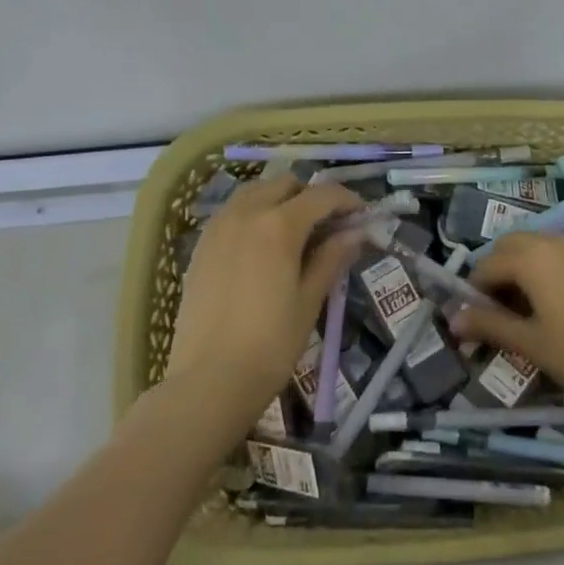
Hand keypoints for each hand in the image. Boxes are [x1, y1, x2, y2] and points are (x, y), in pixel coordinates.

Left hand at [165, 177, 363, 424]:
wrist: (208, 380)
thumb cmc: (271, 344)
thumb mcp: (310, 300)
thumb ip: (332, 258)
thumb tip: (356, 233)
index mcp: (279, 225)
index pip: (322, 195)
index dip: (347, 200)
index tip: (362, 216)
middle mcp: (246, 214)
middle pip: (286, 184)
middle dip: (311, 196)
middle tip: (328, 225)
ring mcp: (218, 227)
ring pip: (254, 191)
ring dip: (279, 199)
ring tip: (295, 230)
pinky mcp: (201, 246)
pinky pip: (232, 211)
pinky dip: (253, 213)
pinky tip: (262, 245)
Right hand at [454, 232, 563, 413]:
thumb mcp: (530, 343)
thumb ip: (490, 325)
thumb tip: (453, 319)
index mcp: (530, 257)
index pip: (486, 265)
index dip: (473, 292)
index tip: (471, 321)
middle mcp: (551, 242)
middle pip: (509, 247)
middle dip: (495, 273)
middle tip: (494, 311)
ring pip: (534, 247)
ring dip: (518, 269)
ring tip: (520, 309)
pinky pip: (556, 254)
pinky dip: (542, 269)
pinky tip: (549, 304)